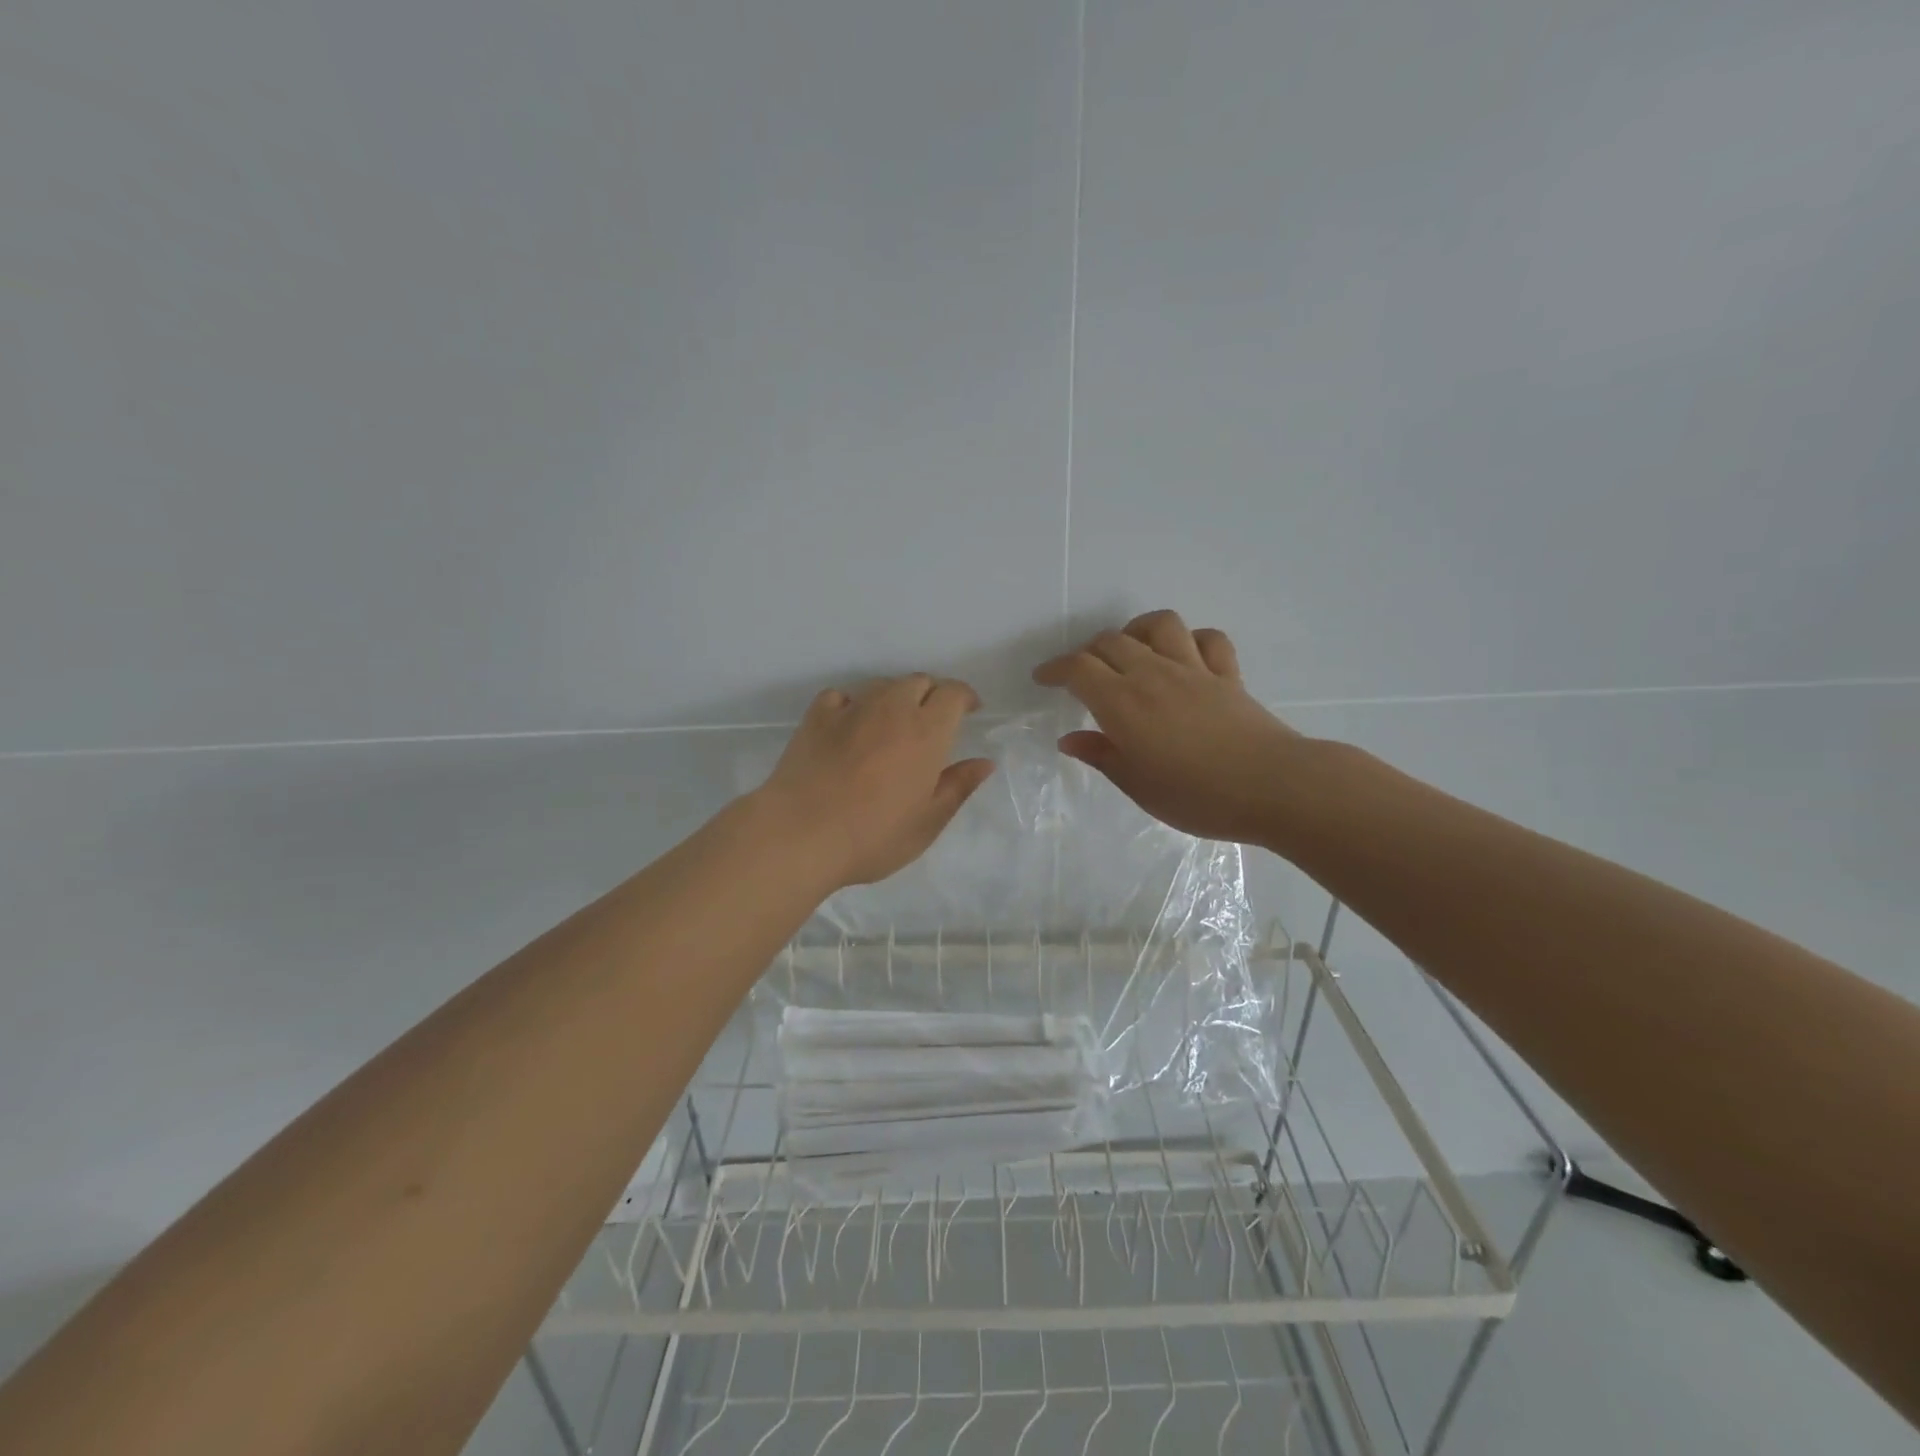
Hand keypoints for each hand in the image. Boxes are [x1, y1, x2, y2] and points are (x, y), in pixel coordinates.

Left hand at [756, 675, 995, 888]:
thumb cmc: (873, 836)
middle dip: (932, 694)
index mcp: (926, 732)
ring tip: (893, 725)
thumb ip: (958, 787)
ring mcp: (851, 708)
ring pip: (882, 685)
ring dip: (895, 697)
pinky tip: (850, 726)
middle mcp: (891, 709)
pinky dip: (853, 704)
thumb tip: (984, 762)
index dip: (964, 697)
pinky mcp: (816, 716)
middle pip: (919, 681)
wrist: (800, 834)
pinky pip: (842, 696)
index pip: (953, 693)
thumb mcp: (927, 822)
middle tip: (932, 722)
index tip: (970, 710)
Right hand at [1033, 610, 1300, 844]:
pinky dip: (1190, 641)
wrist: (1272, 786)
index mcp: (1123, 703)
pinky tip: (1184, 658)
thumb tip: (1069, 740)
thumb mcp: (1137, 785)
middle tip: (1083, 676)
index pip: (1078, 669)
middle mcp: (1154, 675)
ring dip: (1137, 631)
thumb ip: (1101, 756)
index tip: (1044, 678)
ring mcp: (1194, 670)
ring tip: (1131, 653)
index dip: (1055, 669)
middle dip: (1088, 652)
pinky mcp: (1227, 675)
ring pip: (1159, 625)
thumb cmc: (1196, 796)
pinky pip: (1207, 640)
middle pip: (1111, 641)